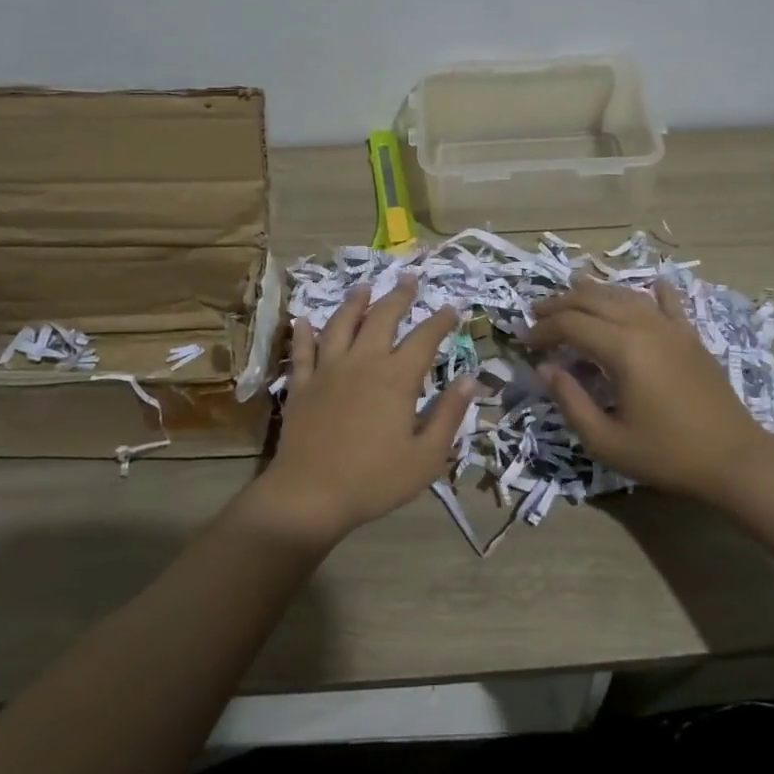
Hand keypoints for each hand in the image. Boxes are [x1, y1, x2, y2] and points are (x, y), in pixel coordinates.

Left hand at [244, 278, 477, 548]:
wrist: (310, 495)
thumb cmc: (375, 480)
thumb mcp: (426, 457)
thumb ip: (449, 415)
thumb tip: (471, 380)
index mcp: (397, 378)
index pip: (424, 338)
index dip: (440, 320)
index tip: (452, 307)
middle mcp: (363, 362)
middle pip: (383, 318)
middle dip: (399, 295)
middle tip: (410, 278)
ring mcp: (328, 370)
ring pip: (341, 324)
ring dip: (354, 302)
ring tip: (364, 287)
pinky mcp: (302, 384)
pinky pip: (302, 350)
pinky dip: (303, 333)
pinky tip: (303, 319)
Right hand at [526, 276, 773, 504]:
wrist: (735, 459)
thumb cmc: (667, 454)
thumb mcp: (607, 440)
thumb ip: (570, 402)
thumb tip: (546, 369)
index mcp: (622, 349)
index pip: (570, 324)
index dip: (542, 330)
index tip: (523, 343)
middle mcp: (644, 326)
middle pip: (592, 300)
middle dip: (559, 304)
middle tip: (536, 315)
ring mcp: (670, 327)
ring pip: (624, 295)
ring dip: (593, 292)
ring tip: (571, 294)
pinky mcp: (690, 336)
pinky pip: (668, 303)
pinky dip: (652, 292)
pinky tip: (651, 285)